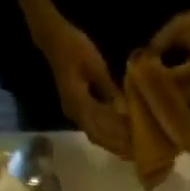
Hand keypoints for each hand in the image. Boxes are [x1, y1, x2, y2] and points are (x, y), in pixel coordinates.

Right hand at [32, 15, 128, 153]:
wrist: (53, 38)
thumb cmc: (74, 47)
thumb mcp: (96, 66)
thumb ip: (109, 90)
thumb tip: (124, 111)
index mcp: (77, 103)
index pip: (99, 129)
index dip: (115, 139)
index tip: (133, 145)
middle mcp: (74, 112)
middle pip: (97, 136)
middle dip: (116, 145)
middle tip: (136, 152)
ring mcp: (74, 111)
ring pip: (95, 133)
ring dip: (112, 141)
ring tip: (130, 148)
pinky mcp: (78, 107)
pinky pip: (93, 125)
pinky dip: (107, 132)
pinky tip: (120, 135)